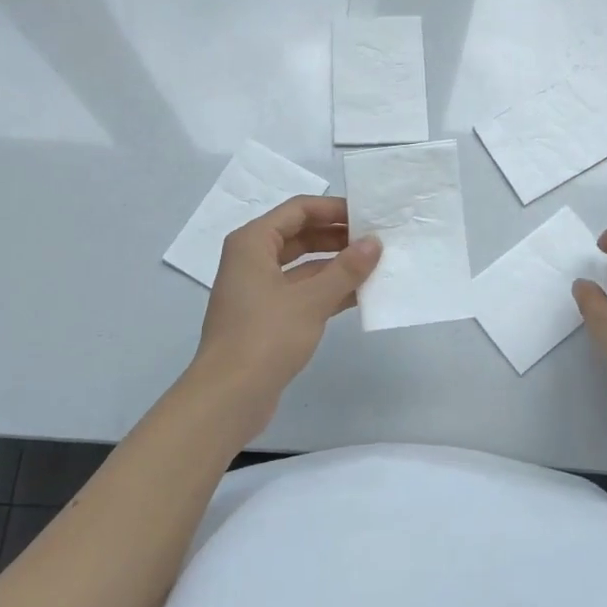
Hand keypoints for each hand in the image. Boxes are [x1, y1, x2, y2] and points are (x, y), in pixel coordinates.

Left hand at [189, 195, 379, 437]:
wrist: (228, 397)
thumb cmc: (265, 337)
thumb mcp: (311, 300)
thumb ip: (346, 269)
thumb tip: (374, 243)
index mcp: (253, 243)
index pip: (298, 209)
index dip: (334, 209)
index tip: (368, 215)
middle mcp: (252, 259)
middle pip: (300, 235)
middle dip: (338, 237)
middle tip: (377, 240)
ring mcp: (258, 289)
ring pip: (303, 265)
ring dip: (336, 265)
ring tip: (375, 265)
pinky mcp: (267, 316)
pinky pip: (301, 291)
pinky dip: (327, 290)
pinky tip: (360, 295)